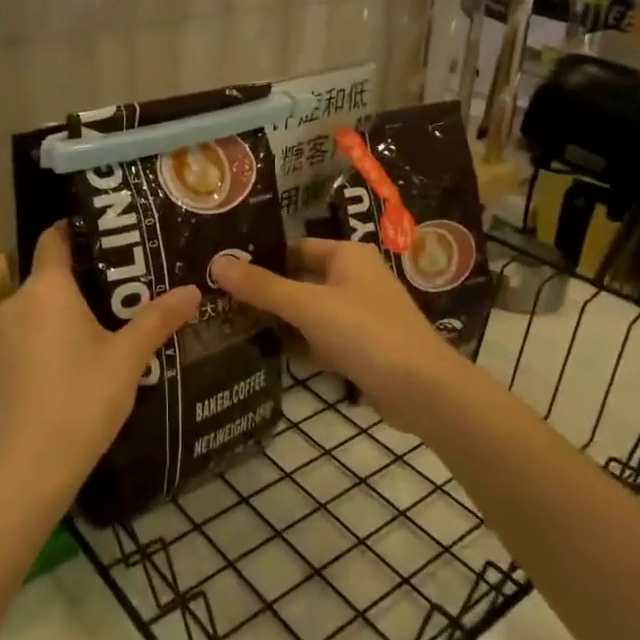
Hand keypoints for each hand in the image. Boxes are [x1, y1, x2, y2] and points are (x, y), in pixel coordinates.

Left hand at [0, 222, 198, 512]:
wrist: (31, 468)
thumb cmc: (82, 398)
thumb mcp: (128, 357)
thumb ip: (159, 319)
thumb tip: (193, 290)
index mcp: (46, 288)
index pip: (54, 238)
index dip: (77, 228)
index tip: (108, 230)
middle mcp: (17, 302)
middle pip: (50, 274)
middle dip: (85, 274)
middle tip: (127, 280)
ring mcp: (2, 335)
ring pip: (39, 305)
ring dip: (68, 306)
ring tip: (110, 316)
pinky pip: (29, 331)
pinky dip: (52, 331)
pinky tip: (81, 353)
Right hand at [212, 240, 473, 431]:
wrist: (423, 391)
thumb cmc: (366, 333)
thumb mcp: (308, 306)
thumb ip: (262, 286)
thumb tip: (216, 262)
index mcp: (347, 255)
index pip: (293, 248)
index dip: (261, 259)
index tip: (223, 271)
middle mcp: (355, 277)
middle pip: (299, 279)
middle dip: (266, 292)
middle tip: (219, 300)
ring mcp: (360, 314)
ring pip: (309, 312)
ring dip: (281, 321)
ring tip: (232, 325)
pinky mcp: (361, 346)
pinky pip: (321, 338)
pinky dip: (300, 344)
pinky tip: (269, 354)